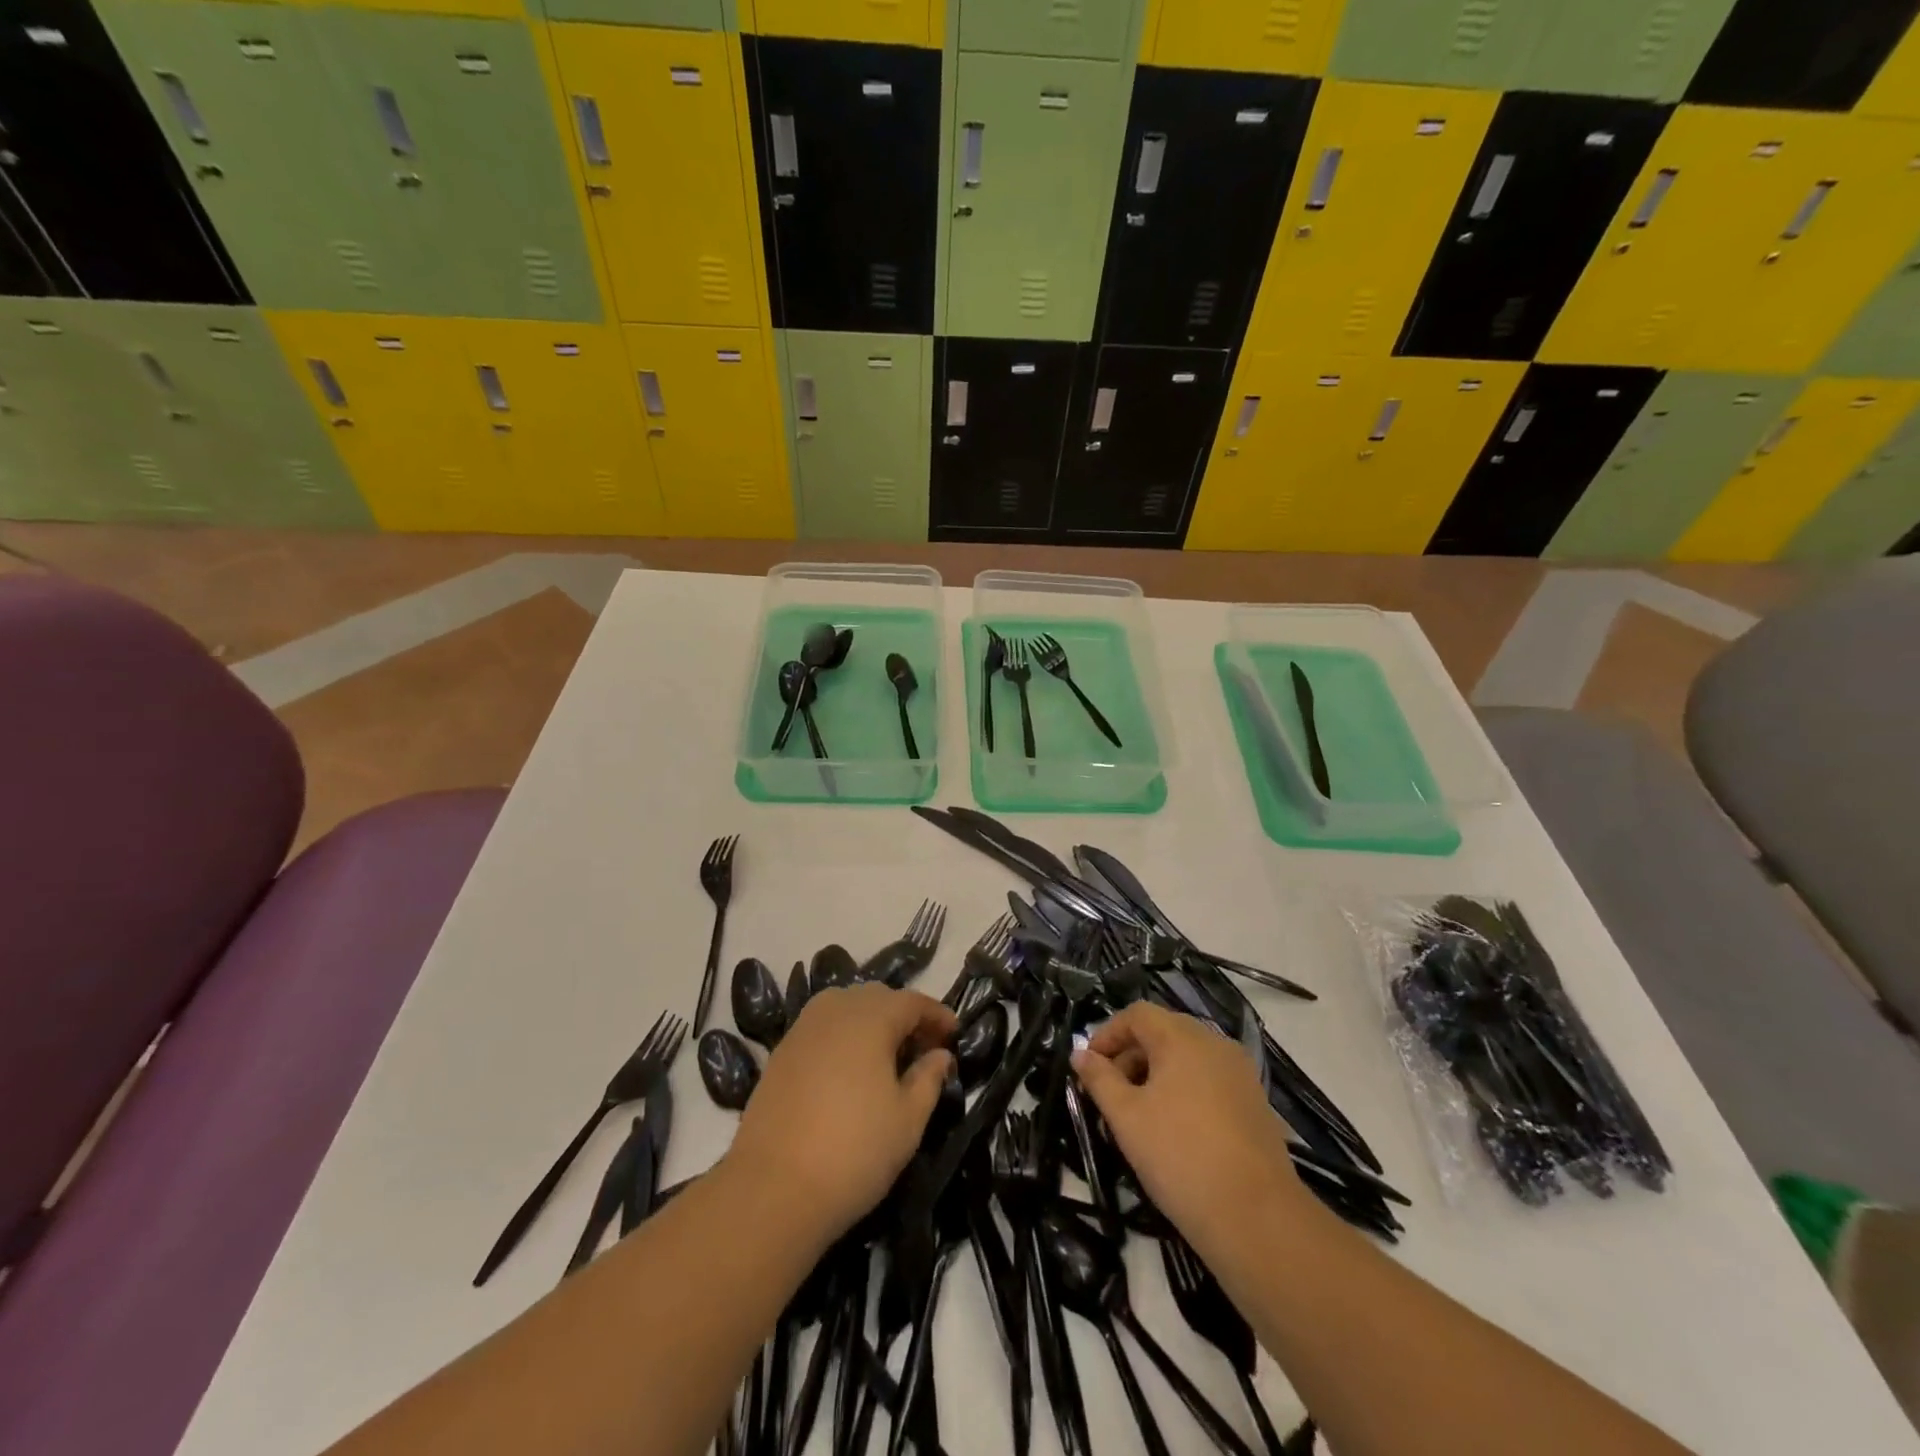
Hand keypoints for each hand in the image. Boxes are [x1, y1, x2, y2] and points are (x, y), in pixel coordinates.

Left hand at [724, 983, 955, 1245]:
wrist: (772, 1189)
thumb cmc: (854, 1151)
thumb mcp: (908, 1119)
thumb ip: (929, 1078)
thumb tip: (940, 1054)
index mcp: (871, 1017)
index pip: (912, 1001)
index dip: (937, 1015)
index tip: (954, 1034)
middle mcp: (835, 1010)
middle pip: (878, 997)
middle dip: (904, 1015)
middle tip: (923, 1048)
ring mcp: (803, 1028)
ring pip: (846, 1007)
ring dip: (871, 1021)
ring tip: (886, 1057)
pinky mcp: (781, 1051)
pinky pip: (822, 1027)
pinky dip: (843, 1036)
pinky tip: (850, 1070)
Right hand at [1073, 1002, 1302, 1258]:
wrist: (1256, 1217)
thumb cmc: (1179, 1155)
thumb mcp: (1126, 1116)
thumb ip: (1099, 1078)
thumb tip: (1080, 1053)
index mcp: (1182, 1037)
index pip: (1137, 1015)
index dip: (1107, 1034)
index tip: (1088, 1067)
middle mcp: (1215, 1043)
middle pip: (1163, 1032)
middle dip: (1130, 1055)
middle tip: (1109, 1093)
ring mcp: (1240, 1072)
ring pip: (1187, 1058)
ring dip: (1156, 1074)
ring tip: (1138, 1115)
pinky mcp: (1254, 1102)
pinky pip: (1208, 1080)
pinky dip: (1184, 1090)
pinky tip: (1174, 1130)